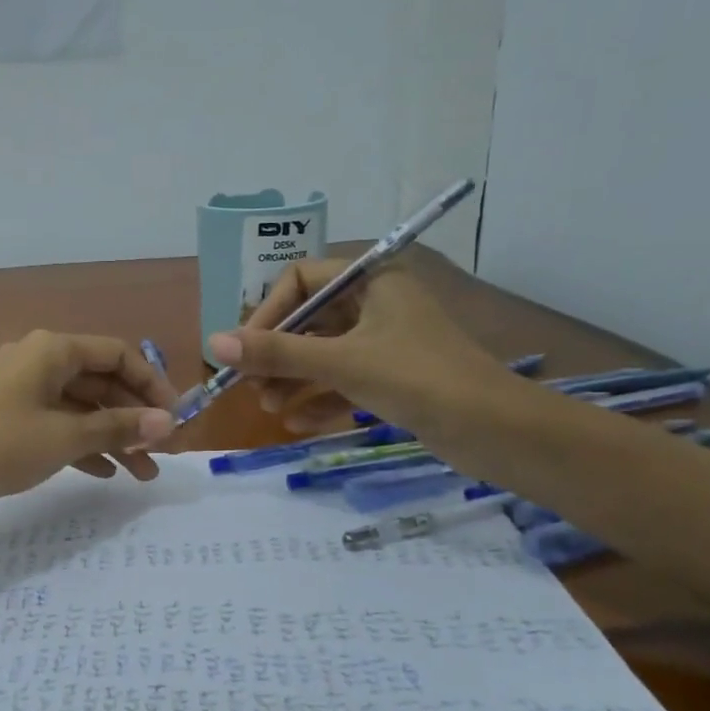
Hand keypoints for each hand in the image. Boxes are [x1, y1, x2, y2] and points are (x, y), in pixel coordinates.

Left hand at [0, 331, 177, 504]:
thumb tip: (168, 423)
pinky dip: (84, 443)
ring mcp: (25, 388)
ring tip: (143, 474)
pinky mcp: (14, 414)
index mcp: (53, 350)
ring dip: (114, 436)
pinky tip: (106, 472)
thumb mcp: (66, 437)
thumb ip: (119, 427)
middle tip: (164, 452)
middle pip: (103, 382)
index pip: (118, 355)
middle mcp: (41, 360)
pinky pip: (60, 422)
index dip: (152, 385)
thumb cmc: (2, 446)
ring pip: (83, 406)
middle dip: (135, 418)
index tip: (176, 418)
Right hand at [206, 252, 521, 443]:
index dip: (267, 313)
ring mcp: (385, 341)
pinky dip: (319, 397)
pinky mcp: (393, 375)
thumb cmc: (418, 379)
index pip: (301, 280)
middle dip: (277, 353)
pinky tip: (296, 424)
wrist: (497, 431)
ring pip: (324, 352)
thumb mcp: (341, 363)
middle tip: (249, 385)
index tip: (245, 349)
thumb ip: (276, 353)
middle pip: (309, 319)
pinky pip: (343, 379)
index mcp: (372, 280)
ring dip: (292, 378)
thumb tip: (212, 344)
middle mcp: (377, 303)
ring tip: (268, 408)